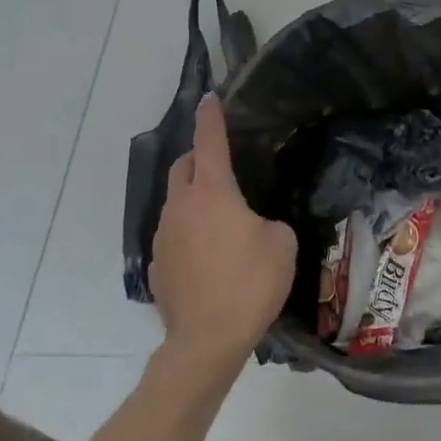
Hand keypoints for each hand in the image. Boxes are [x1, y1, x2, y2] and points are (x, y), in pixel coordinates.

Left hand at [151, 94, 296, 364]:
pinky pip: (174, 235)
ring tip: (219, 216)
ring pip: (175, 202)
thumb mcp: (282, 244)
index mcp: (212, 192)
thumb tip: (257, 228)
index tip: (209, 98)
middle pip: (183, 166)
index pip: (209, 141)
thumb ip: (269, 223)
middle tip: (220, 163)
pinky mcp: (157, 267)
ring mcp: (164, 237)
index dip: (210, 117)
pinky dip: (189, 232)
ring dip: (193, 198)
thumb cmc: (250, 283)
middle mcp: (181, 207)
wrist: (206, 342)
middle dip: (198, 156)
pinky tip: (208, 255)